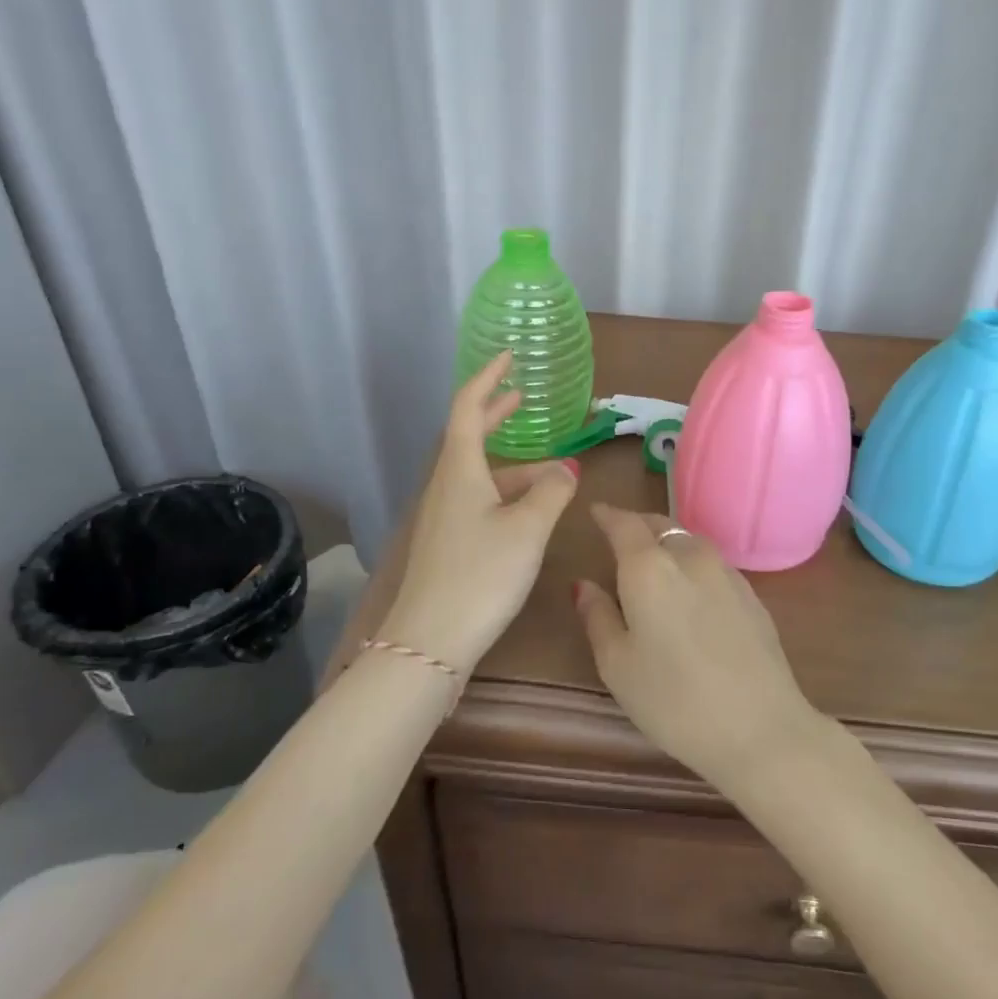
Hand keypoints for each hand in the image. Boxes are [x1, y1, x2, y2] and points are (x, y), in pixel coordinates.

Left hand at [379, 351, 578, 676]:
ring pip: (481, 475)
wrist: (431, 640)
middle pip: (469, 437)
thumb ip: (553, 492)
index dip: (488, 379)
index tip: (508, 358)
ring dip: (515, 467)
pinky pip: (479, 501)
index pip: (468, 408)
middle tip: (522, 398)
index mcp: (460, 469)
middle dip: (496, 415)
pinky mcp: (446, 542)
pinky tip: (530, 513)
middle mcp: (446, 485)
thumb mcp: (528, 528)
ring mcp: (442, 515)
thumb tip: (567, 469)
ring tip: (556, 476)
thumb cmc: (481, 573)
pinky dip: (507, 494)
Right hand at [573, 504, 828, 791]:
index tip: (595, 512)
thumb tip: (583, 585)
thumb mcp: (617, 665)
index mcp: (649, 567)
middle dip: (637, 525)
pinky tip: (690, 590)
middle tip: (619, 537)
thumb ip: (597, 617)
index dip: (607, 515)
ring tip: (654, 562)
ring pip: (689, 541)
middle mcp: (689, 556)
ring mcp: (726, 572)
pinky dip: (692, 564)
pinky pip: (712, 563)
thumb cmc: (673, 700)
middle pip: (659, 525)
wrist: (762, 727)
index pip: (623, 523)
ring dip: (667, 542)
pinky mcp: (751, 593)